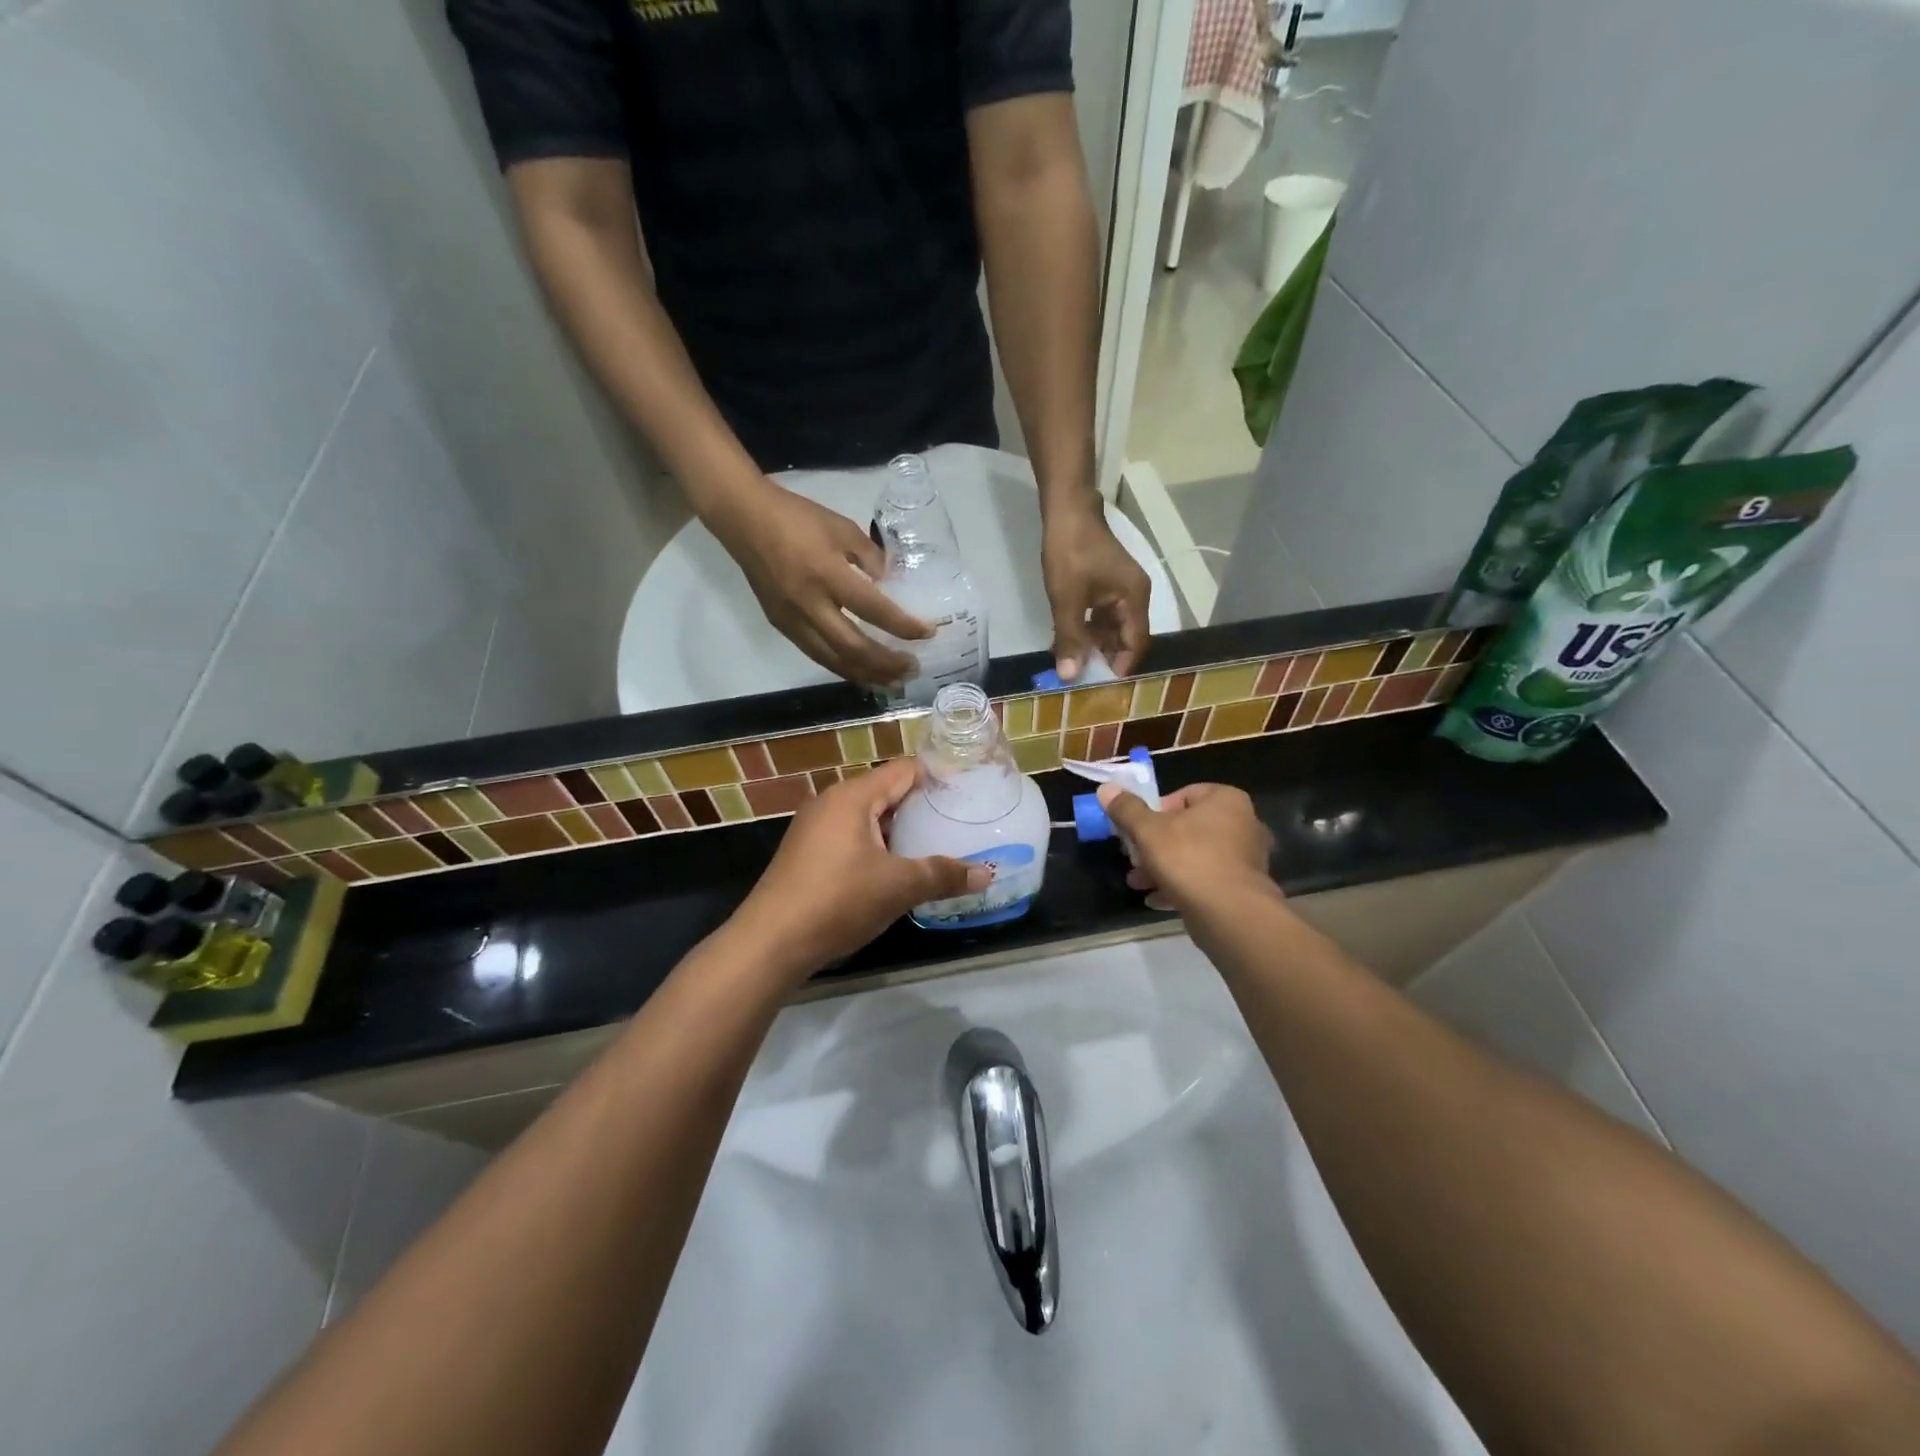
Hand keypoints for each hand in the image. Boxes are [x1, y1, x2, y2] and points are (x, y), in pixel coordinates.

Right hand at [710, 481, 929, 685]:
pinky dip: (842, 666)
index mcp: (827, 573)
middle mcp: (809, 604)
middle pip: (853, 647)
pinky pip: (816, 654)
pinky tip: (860, 670)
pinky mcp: (781, 625)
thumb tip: (892, 586)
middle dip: (886, 663)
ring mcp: (791, 619)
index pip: (873, 610)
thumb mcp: (843, 528)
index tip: (927, 633)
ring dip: (865, 674)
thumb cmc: (797, 517)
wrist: (744, 518)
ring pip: (832, 660)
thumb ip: (871, 558)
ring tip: (891, 680)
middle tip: (912, 668)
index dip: (903, 626)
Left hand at [732, 759, 990, 976]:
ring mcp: (816, 829)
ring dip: (901, 830)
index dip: (938, 776)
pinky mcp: (809, 854)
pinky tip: (899, 868)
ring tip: (938, 842)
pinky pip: (853, 837)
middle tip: (961, 818)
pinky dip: (879, 845)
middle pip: (887, 792)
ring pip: (869, 817)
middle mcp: (832, 803)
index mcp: (853, 797)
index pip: (904, 770)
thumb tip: (987, 873)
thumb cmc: (837, 900)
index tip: (970, 788)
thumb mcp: (897, 887)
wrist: (770, 942)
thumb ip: (943, 875)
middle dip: (922, 805)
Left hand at [1042, 496, 1151, 680]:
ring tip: (1071, 663)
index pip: (1137, 642)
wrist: (1066, 509)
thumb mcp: (1067, 600)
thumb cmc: (1071, 552)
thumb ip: (1070, 639)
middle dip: (1104, 658)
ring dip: (1092, 645)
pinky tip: (1067, 641)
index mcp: (1135, 598)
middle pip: (1125, 637)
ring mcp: (1118, 589)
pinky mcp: (1103, 585)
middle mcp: (1133, 596)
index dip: (1121, 666)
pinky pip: (1099, 616)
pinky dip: (1086, 629)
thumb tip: (1070, 676)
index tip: (1101, 686)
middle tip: (1081, 678)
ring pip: (1110, 628)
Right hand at [1096, 782, 1275, 912]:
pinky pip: (1206, 881)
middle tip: (1133, 858)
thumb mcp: (1147, 830)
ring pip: (1194, 856)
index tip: (1137, 829)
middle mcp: (1243, 824)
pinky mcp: (1243, 889)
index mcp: (1226, 800)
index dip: (1155, 810)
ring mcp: (1245, 859)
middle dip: (1154, 844)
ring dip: (1163, 868)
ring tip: (1138, 882)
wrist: (1230, 914)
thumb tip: (1106, 789)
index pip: (1184, 794)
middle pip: (1187, 828)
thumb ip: (1126, 809)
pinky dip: (1181, 887)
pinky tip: (1156, 900)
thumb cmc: (1189, 859)